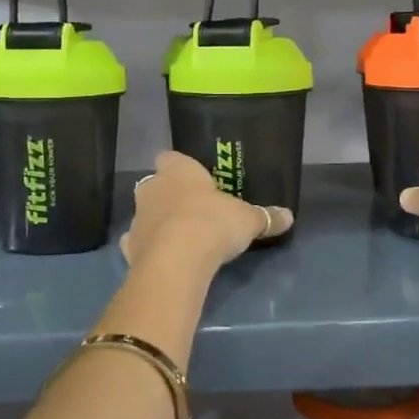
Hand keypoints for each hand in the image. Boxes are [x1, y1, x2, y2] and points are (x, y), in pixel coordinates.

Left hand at [121, 152, 292, 272]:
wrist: (176, 260)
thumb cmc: (212, 223)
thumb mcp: (248, 219)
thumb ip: (265, 216)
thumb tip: (289, 216)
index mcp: (178, 170)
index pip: (171, 157)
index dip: (181, 167)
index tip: (195, 179)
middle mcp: (152, 188)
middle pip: (156, 185)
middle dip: (169, 195)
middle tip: (193, 210)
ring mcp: (137, 218)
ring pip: (145, 214)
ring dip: (158, 223)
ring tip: (180, 239)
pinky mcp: (129, 248)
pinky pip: (138, 244)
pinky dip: (149, 249)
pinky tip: (164, 259)